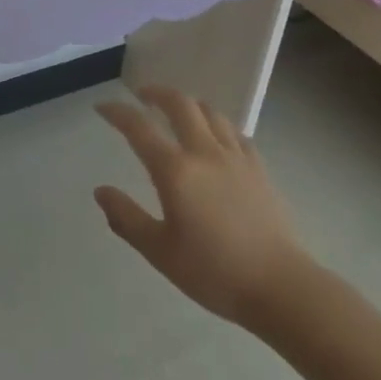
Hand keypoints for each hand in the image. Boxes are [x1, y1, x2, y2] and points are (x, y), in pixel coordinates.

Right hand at [94, 85, 310, 326]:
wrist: (280, 286)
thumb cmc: (213, 272)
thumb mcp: (160, 252)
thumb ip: (127, 218)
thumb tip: (100, 191)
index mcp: (175, 170)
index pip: (139, 127)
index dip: (117, 112)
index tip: (102, 107)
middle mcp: (204, 152)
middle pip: (180, 103)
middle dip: (156, 93)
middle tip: (141, 96)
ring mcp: (236, 157)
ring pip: (210, 112)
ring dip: (188, 104)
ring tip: (177, 112)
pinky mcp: (259, 168)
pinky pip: (235, 132)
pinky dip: (218, 125)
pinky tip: (216, 139)